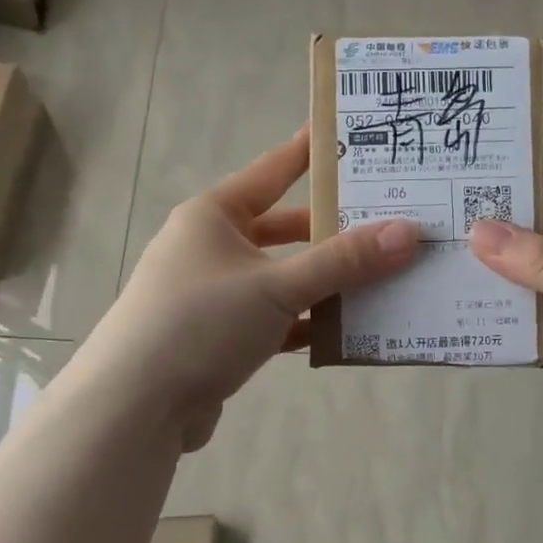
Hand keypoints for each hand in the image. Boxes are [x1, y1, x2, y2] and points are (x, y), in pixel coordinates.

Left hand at [83, 125, 417, 450]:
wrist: (135, 408)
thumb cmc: (201, 324)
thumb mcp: (277, 287)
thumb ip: (343, 261)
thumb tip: (407, 232)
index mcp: (213, 216)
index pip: (272, 170)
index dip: (311, 152)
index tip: (350, 134)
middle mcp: (210, 248)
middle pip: (283, 230)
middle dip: (332, 232)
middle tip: (386, 223)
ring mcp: (213, 294)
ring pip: (282, 278)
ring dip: (324, 283)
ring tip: (381, 278)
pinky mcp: (218, 337)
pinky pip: (274, 320)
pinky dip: (305, 323)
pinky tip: (345, 330)